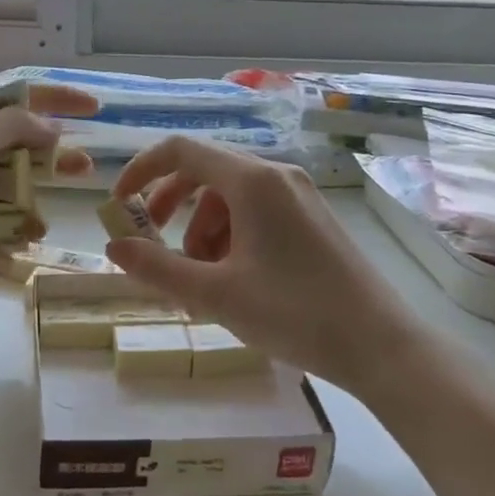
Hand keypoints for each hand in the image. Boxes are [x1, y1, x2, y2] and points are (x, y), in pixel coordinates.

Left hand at [0, 85, 97, 335]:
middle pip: (13, 153)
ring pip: (7, 200)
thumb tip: (49, 127)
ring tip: (35, 231)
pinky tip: (10, 259)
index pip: (8, 103)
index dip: (51, 100)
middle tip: (85, 171)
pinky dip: (4, 247)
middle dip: (48, 161)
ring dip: (25, 212)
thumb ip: (8, 128)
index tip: (93, 108)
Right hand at [105, 137, 423, 392]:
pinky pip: (256, 212)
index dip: (141, 170)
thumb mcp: (215, 294)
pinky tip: (232, 278)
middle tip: (154, 243)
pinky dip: (230, 235)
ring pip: (230, 196)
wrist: (380, 345)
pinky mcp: (312, 218)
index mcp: (252, 181)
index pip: (181, 150)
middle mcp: (276, 176)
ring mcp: (299, 195)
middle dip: (170, 205)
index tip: (119, 204)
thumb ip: (157, 268)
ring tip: (199, 277)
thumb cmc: (294, 314)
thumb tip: (114, 246)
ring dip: (201, 228)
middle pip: (205, 171)